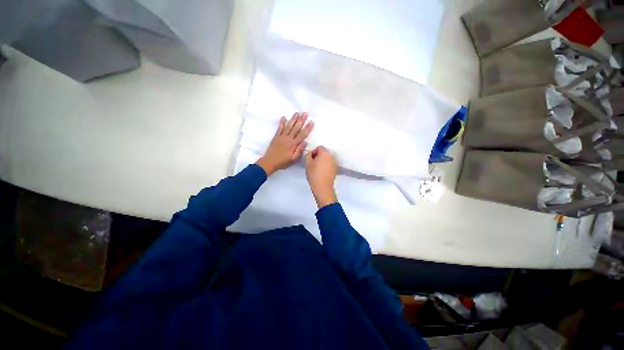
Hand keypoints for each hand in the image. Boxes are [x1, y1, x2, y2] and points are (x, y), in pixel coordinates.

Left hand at [256, 112, 313, 175]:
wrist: (269, 162)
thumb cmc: (283, 162)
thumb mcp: (293, 159)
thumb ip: (299, 150)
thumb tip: (305, 142)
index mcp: (293, 144)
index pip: (302, 134)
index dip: (307, 128)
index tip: (311, 121)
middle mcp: (288, 138)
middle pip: (296, 128)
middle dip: (301, 120)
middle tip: (305, 113)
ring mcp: (281, 136)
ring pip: (289, 126)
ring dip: (293, 119)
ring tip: (297, 113)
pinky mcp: (276, 137)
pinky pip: (279, 128)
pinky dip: (282, 122)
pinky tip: (284, 117)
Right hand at [305, 146, 337, 208]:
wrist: (322, 186)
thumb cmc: (314, 174)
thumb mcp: (308, 163)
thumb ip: (308, 155)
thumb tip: (310, 153)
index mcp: (325, 153)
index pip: (319, 148)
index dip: (314, 152)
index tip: (310, 158)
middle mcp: (331, 156)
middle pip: (324, 152)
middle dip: (319, 156)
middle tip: (313, 163)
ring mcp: (334, 163)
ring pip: (327, 158)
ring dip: (323, 160)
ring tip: (317, 168)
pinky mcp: (336, 169)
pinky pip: (330, 164)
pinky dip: (326, 165)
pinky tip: (322, 171)